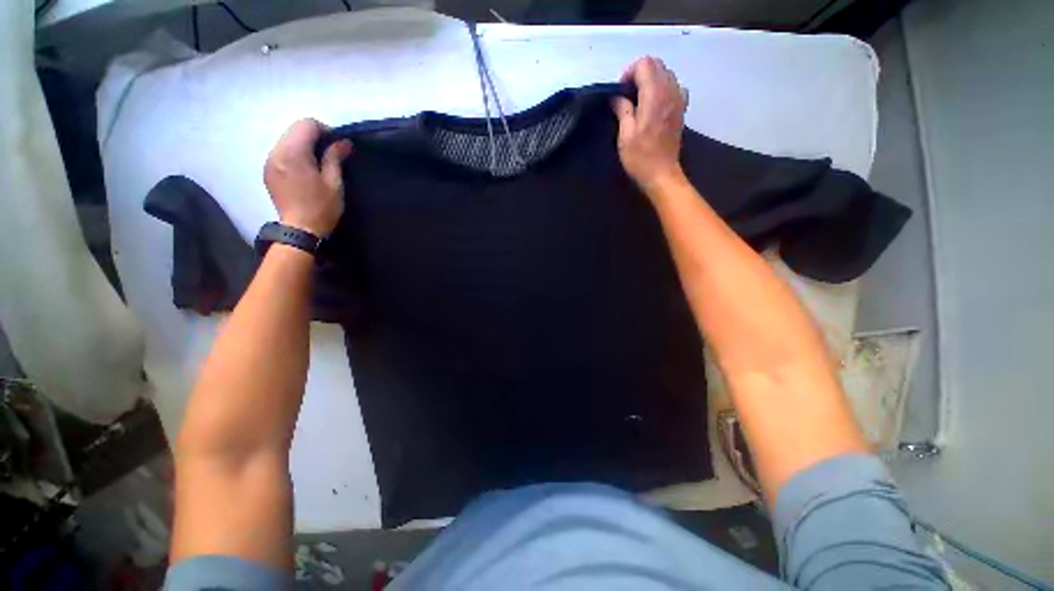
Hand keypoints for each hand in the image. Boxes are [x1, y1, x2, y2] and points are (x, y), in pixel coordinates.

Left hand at [264, 119, 352, 236]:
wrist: (299, 229)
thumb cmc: (321, 207)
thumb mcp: (334, 183)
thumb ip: (335, 158)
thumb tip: (343, 142)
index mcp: (293, 153)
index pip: (306, 124)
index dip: (325, 130)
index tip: (337, 146)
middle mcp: (276, 151)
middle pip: (295, 130)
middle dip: (314, 137)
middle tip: (330, 154)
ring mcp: (269, 161)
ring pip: (287, 140)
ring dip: (304, 145)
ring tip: (318, 163)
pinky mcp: (268, 170)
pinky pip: (281, 152)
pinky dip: (294, 154)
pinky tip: (305, 171)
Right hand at [611, 57, 687, 195]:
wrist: (661, 174)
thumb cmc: (640, 157)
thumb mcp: (625, 134)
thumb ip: (622, 110)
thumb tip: (616, 97)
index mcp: (654, 95)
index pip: (645, 64)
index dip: (629, 72)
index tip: (620, 91)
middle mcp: (670, 91)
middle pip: (657, 65)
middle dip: (639, 73)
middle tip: (627, 94)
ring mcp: (679, 99)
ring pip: (666, 74)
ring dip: (651, 80)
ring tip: (639, 99)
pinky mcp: (681, 109)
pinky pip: (674, 86)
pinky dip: (663, 88)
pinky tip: (654, 103)